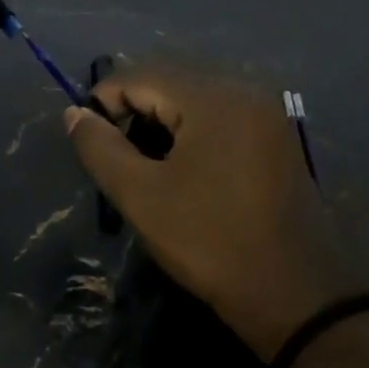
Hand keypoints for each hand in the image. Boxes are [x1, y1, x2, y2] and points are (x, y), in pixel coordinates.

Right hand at [64, 66, 367, 359]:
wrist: (293, 292)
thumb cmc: (210, 241)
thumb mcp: (141, 196)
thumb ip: (101, 148)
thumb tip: (74, 114)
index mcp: (214, 98)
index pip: (142, 75)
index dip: (104, 99)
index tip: (87, 138)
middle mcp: (245, 91)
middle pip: (172, 79)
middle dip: (134, 108)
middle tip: (115, 153)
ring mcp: (267, 113)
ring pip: (197, 97)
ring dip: (163, 118)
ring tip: (143, 161)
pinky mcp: (276, 138)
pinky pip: (222, 115)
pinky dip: (192, 129)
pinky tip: (181, 165)